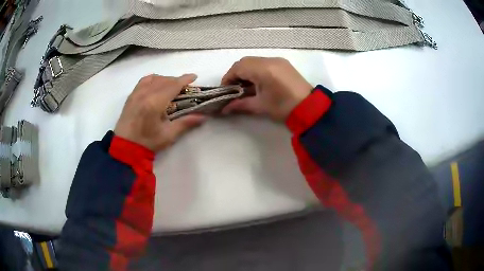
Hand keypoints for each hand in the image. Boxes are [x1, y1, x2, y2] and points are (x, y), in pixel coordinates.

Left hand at [114, 74, 205, 151]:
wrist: (125, 147)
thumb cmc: (147, 142)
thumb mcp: (168, 135)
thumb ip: (185, 123)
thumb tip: (203, 117)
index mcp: (155, 102)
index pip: (173, 85)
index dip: (185, 79)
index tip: (194, 77)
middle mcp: (146, 93)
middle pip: (165, 80)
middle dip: (177, 81)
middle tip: (185, 88)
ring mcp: (137, 93)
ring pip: (154, 78)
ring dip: (165, 79)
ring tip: (171, 87)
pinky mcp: (131, 96)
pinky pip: (143, 81)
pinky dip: (153, 79)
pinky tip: (156, 85)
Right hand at [221, 57, 312, 120]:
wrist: (311, 108)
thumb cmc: (284, 107)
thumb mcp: (260, 106)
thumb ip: (240, 104)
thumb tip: (224, 109)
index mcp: (263, 69)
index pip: (238, 67)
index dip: (228, 77)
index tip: (225, 90)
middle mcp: (270, 60)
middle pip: (245, 61)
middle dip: (236, 74)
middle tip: (234, 88)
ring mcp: (278, 60)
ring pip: (254, 61)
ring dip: (246, 71)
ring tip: (245, 86)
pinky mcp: (283, 64)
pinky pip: (264, 62)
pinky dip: (256, 70)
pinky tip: (257, 82)